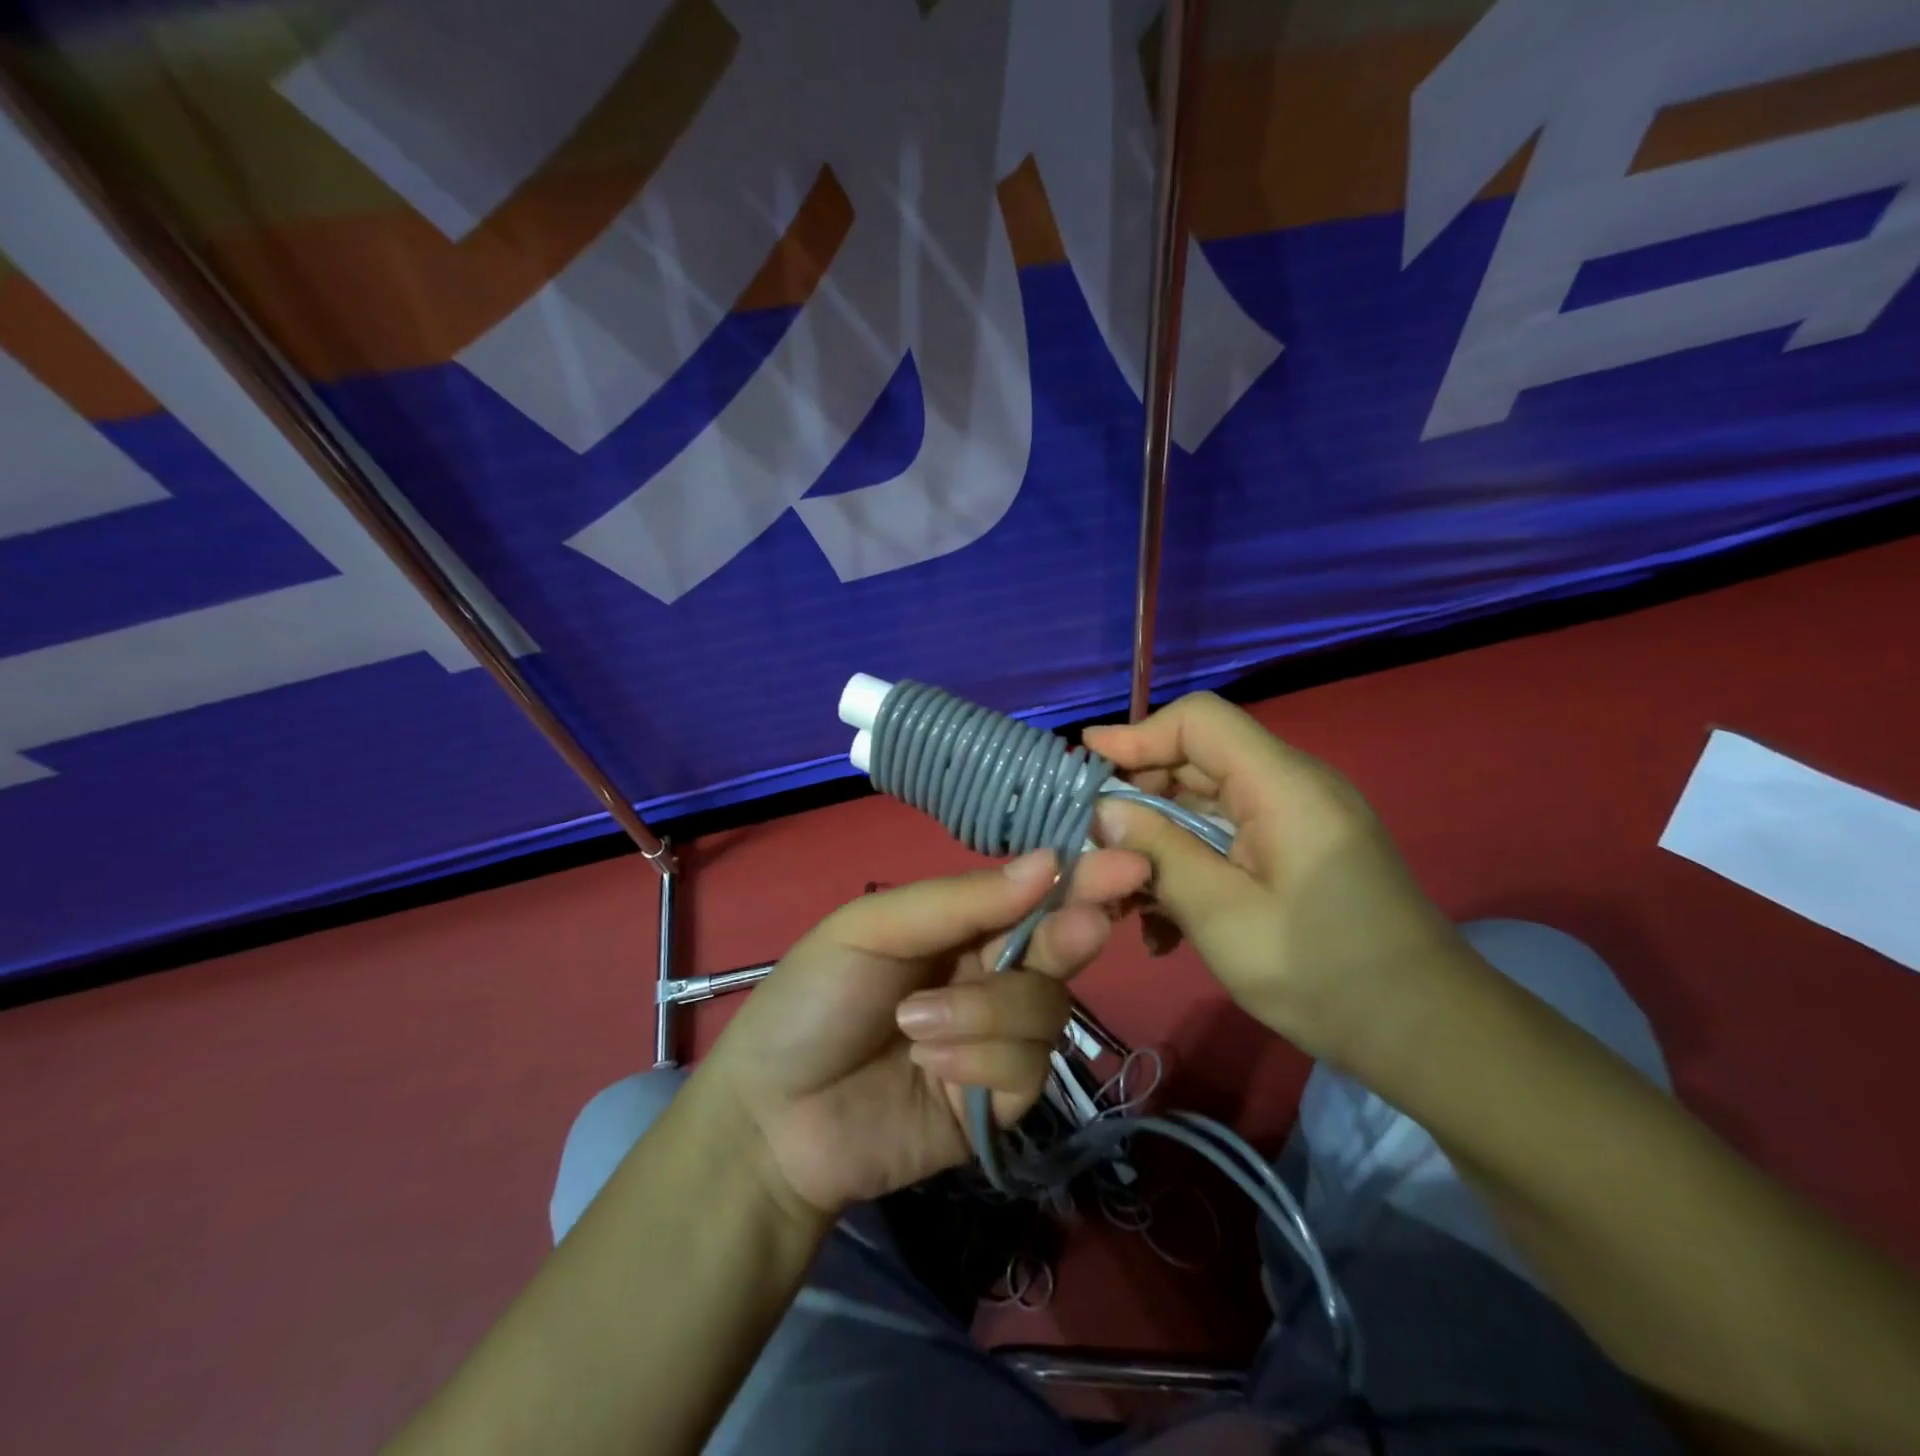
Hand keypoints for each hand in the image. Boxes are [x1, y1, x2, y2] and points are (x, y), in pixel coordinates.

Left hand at [704, 847, 1150, 1216]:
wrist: (772, 1119)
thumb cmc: (812, 1001)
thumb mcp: (873, 929)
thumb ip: (960, 900)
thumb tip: (1048, 861)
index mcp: (960, 924)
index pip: (1031, 893)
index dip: (1076, 877)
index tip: (1122, 863)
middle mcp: (989, 973)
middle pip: (1058, 948)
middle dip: (1070, 934)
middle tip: (1085, 924)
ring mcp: (998, 1039)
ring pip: (1046, 1009)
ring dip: (985, 1014)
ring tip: (916, 1029)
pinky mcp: (1000, 1101)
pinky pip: (1025, 1069)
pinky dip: (978, 1064)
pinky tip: (927, 1070)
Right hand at [1084, 693, 1468, 1068]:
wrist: (1427, 1035)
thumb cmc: (1323, 974)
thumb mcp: (1222, 916)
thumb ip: (1159, 853)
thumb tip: (1102, 811)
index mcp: (1283, 786)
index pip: (1200, 721)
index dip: (1138, 734)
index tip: (1085, 763)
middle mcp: (1292, 787)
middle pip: (1198, 760)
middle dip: (1139, 796)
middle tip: (1094, 842)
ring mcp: (1297, 820)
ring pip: (1206, 804)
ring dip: (1159, 840)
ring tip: (1123, 894)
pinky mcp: (1297, 852)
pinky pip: (1229, 837)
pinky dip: (1190, 864)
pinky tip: (1164, 923)